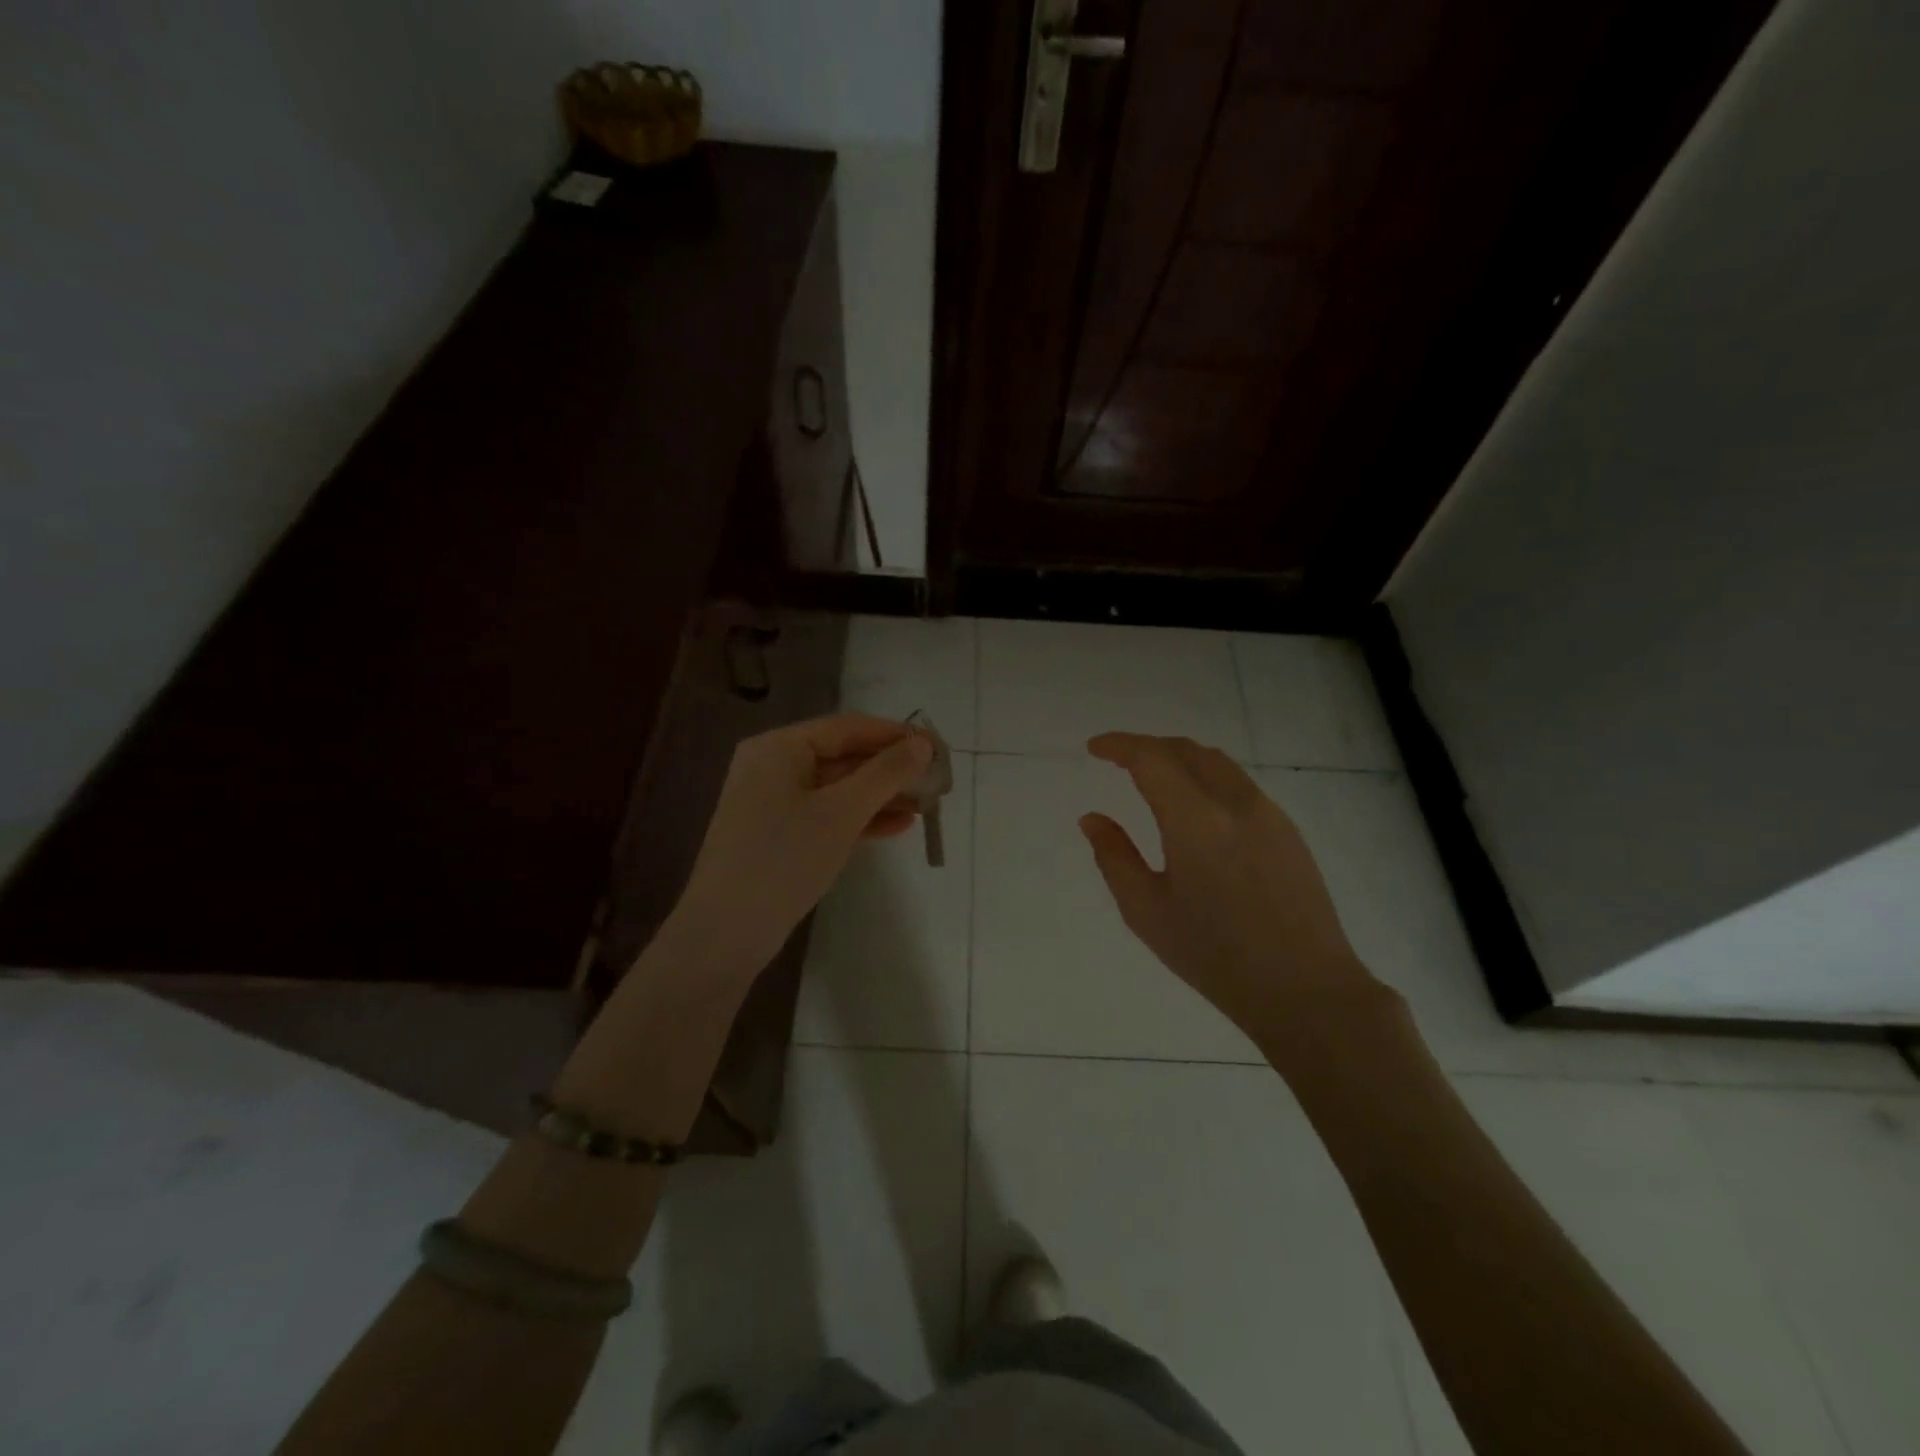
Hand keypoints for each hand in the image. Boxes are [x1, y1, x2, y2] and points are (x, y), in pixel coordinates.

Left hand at [663, 713, 933, 982]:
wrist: (725, 933)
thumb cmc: (784, 859)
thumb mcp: (841, 812)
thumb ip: (885, 774)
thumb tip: (923, 744)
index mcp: (779, 747)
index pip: (847, 727)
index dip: (894, 735)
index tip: (936, 748)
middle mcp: (773, 766)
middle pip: (843, 756)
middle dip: (890, 769)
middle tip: (936, 780)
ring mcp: (773, 802)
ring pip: (838, 789)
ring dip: (881, 795)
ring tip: (926, 805)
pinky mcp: (778, 835)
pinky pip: (826, 814)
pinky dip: (860, 818)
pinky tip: (898, 826)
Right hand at [1080, 732, 1385, 1043]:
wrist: (1305, 990)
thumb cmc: (1214, 956)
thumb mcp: (1146, 912)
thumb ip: (1114, 857)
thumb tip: (1092, 818)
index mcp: (1195, 821)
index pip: (1151, 758)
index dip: (1118, 745)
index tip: (1094, 749)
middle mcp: (1235, 803)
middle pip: (1186, 750)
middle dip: (1147, 746)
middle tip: (1118, 760)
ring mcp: (1268, 813)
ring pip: (1217, 762)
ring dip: (1179, 758)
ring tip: (1153, 777)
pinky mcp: (1288, 830)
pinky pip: (1239, 784)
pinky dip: (1206, 777)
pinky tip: (1196, 808)